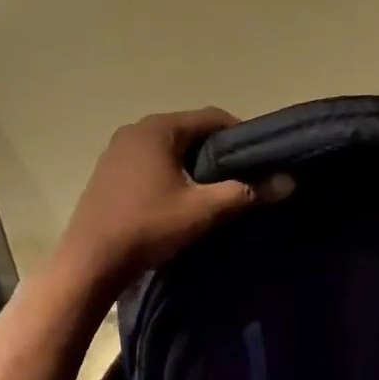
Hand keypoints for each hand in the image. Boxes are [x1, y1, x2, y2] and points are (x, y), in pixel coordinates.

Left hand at [55, 108, 285, 291]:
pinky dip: (171, 172)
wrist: (90, 262)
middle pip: (190, 131)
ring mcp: (117, 150)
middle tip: (241, 177)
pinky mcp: (109, 172)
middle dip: (217, 151)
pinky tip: (179, 198)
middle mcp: (135, 130)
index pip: (211, 117)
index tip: (260, 159)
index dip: (241, 135)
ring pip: (169, 148)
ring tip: (214, 190)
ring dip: (193, 163)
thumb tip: (289, 181)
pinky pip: (150, 161)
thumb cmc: (148, 227)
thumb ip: (246, 192)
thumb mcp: (203, 210)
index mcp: (158, 129)